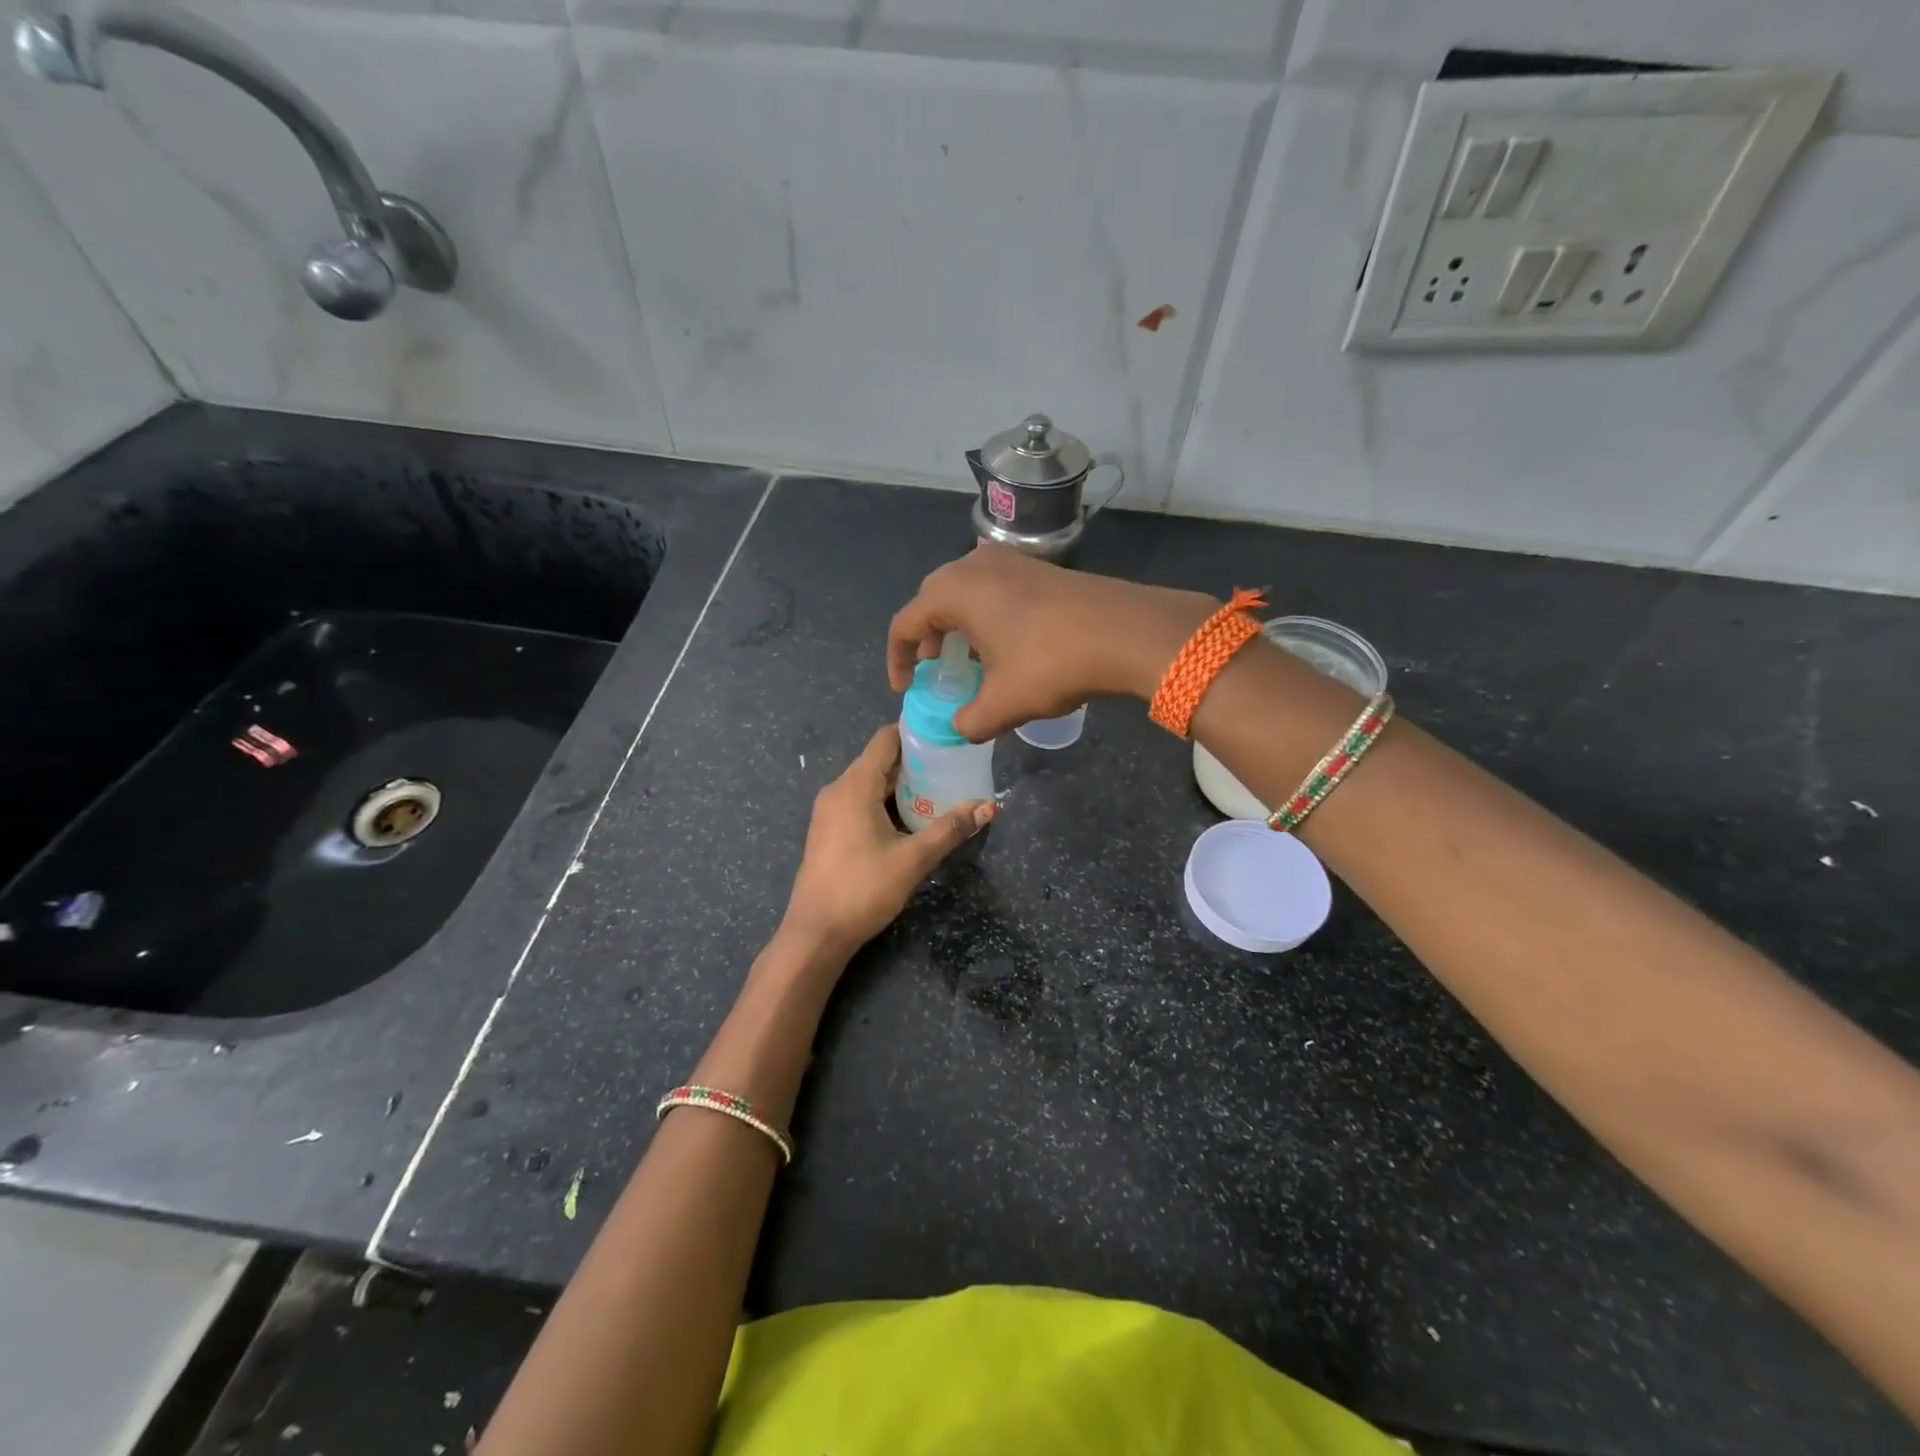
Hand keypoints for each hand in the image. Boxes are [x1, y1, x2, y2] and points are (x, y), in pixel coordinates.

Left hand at [778, 724, 993, 960]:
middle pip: (880, 761)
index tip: (948, 734)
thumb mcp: (913, 859)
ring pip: (871, 783)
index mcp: (854, 786)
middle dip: (916, 761)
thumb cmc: (863, 889)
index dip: (916, 732)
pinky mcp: (829, 830)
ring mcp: (830, 811)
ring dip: (903, 784)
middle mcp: (838, 790)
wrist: (815, 933)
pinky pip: (861, 802)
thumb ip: (950, 829)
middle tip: (955, 765)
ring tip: (941, 789)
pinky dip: (886, 802)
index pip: (886, 739)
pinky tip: (912, 818)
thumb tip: (989, 806)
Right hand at [887, 544, 1216, 741]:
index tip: (905, 688)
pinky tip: (1005, 643)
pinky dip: (986, 613)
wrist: (1126, 631)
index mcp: (954, 591)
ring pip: (966, 590)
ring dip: (957, 623)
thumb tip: (960, 728)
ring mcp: (1011, 561)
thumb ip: (969, 722)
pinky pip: (995, 588)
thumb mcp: (1002, 704)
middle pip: (932, 598)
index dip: (897, 659)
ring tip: (967, 658)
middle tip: (932, 667)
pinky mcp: (1040, 567)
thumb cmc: (1051, 663)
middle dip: (926, 635)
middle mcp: (975, 565)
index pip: (906, 622)